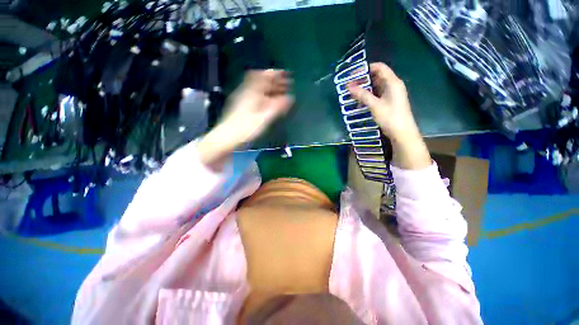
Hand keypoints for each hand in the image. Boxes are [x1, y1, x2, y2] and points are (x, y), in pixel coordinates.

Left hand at [199, 70, 292, 169]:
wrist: (227, 136)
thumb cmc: (247, 127)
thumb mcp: (264, 117)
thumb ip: (277, 106)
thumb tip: (290, 98)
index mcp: (252, 91)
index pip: (265, 76)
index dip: (276, 74)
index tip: (286, 74)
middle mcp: (247, 91)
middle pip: (262, 81)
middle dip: (275, 81)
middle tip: (287, 84)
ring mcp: (243, 98)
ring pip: (258, 88)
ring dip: (270, 88)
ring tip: (281, 93)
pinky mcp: (241, 105)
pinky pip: (255, 95)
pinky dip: (265, 95)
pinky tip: (269, 101)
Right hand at [348, 63, 430, 169]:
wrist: (402, 133)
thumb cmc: (390, 117)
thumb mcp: (375, 105)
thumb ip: (362, 95)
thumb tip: (348, 86)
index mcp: (392, 82)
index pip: (379, 67)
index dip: (366, 68)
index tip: (352, 74)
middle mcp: (393, 85)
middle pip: (377, 76)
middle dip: (363, 79)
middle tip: (349, 85)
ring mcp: (391, 94)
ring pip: (376, 86)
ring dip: (364, 88)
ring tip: (352, 93)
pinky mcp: (388, 102)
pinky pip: (377, 94)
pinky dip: (368, 95)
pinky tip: (359, 100)